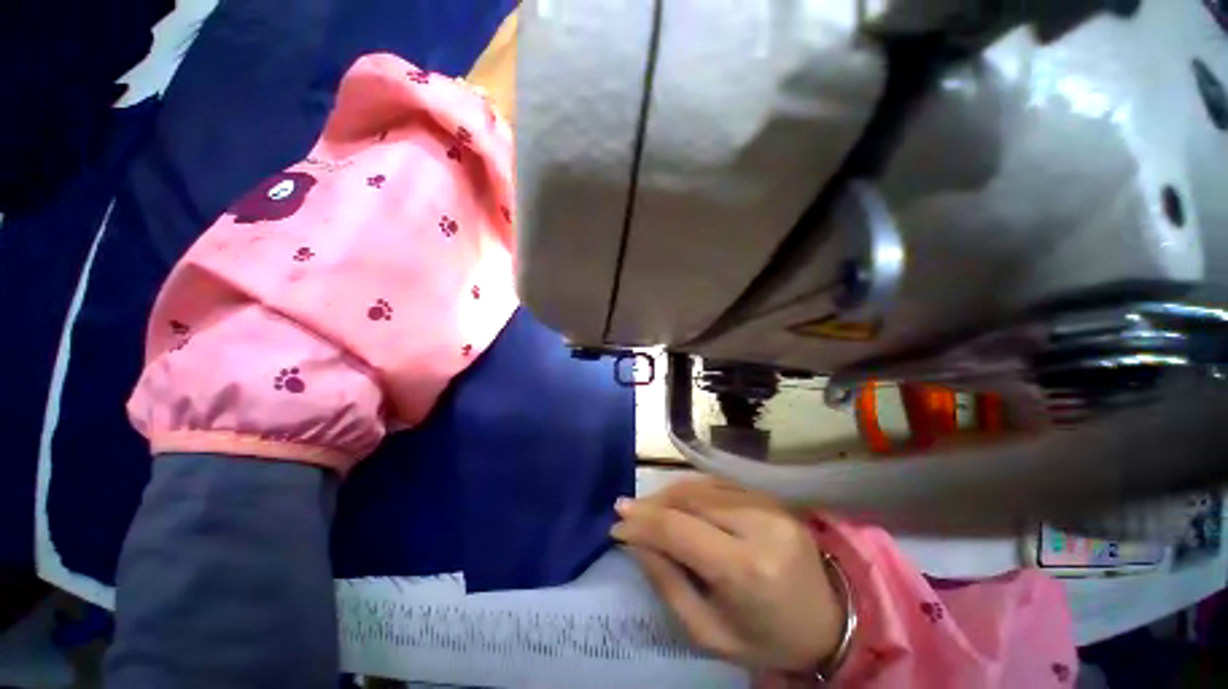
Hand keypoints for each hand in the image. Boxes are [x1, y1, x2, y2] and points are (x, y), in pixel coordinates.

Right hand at [611, 478, 843, 671]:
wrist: (830, 622)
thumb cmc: (767, 639)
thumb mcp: (710, 632)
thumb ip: (667, 583)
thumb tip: (635, 542)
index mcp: (746, 569)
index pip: (680, 530)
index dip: (643, 523)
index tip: (616, 523)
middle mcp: (759, 525)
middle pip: (690, 499)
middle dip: (653, 503)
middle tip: (628, 511)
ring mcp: (769, 505)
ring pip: (703, 486)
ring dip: (669, 493)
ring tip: (648, 507)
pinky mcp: (772, 497)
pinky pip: (720, 484)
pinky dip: (692, 490)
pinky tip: (677, 501)